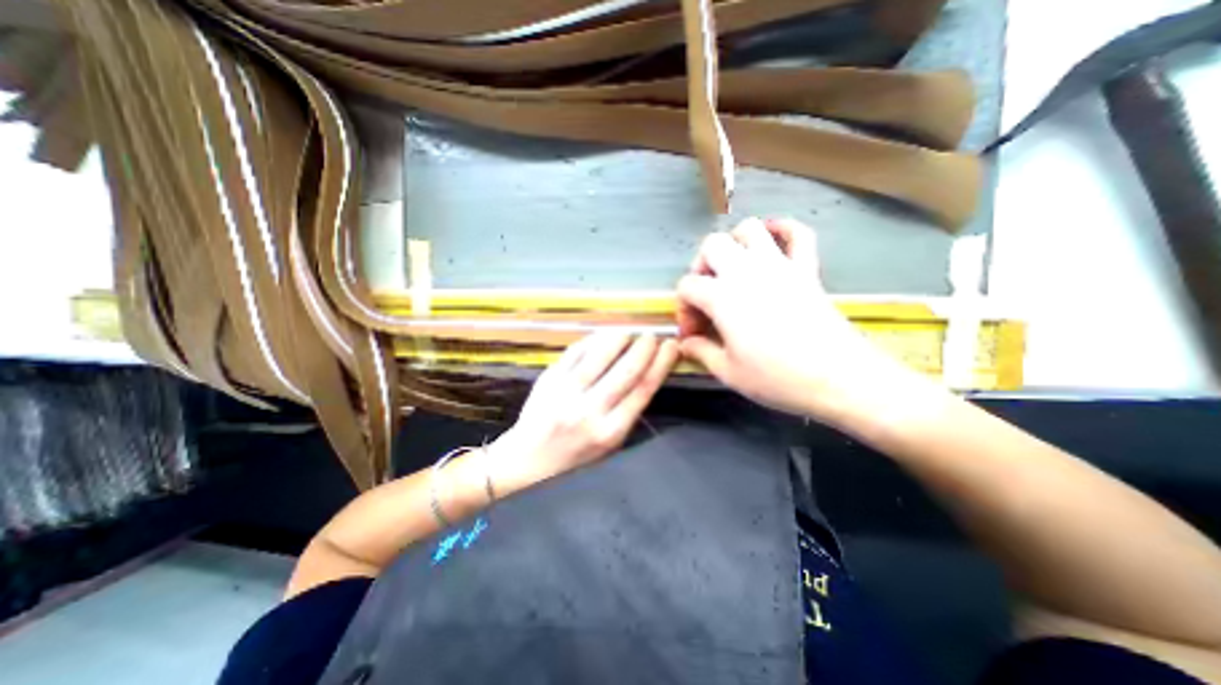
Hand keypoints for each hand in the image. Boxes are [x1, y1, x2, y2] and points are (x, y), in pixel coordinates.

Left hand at [491, 329, 678, 485]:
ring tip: (629, 332)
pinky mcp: (549, 379)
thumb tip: (646, 372)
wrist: (529, 458)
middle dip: (645, 348)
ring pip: (600, 356)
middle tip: (652, 336)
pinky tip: (604, 336)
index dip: (661, 364)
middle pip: (626, 371)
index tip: (671, 347)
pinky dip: (593, 340)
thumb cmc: (575, 455)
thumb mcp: (610, 444)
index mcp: (610, 431)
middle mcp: (589, 411)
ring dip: (620, 338)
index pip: (643, 390)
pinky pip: (576, 352)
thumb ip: (628, 411)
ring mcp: (566, 393)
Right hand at [677, 216, 914, 421]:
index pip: (687, 286)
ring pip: (750, 228)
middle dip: (701, 266)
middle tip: (707, 293)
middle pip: (712, 245)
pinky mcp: (807, 269)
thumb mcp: (728, 372)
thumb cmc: (778, 378)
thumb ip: (701, 351)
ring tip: (733, 268)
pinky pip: (798, 233)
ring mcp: (780, 265)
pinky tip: (773, 241)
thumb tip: (686, 343)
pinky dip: (784, 229)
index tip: (693, 333)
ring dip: (735, 243)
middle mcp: (746, 271)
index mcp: (722, 296)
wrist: (839, 378)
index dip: (683, 308)